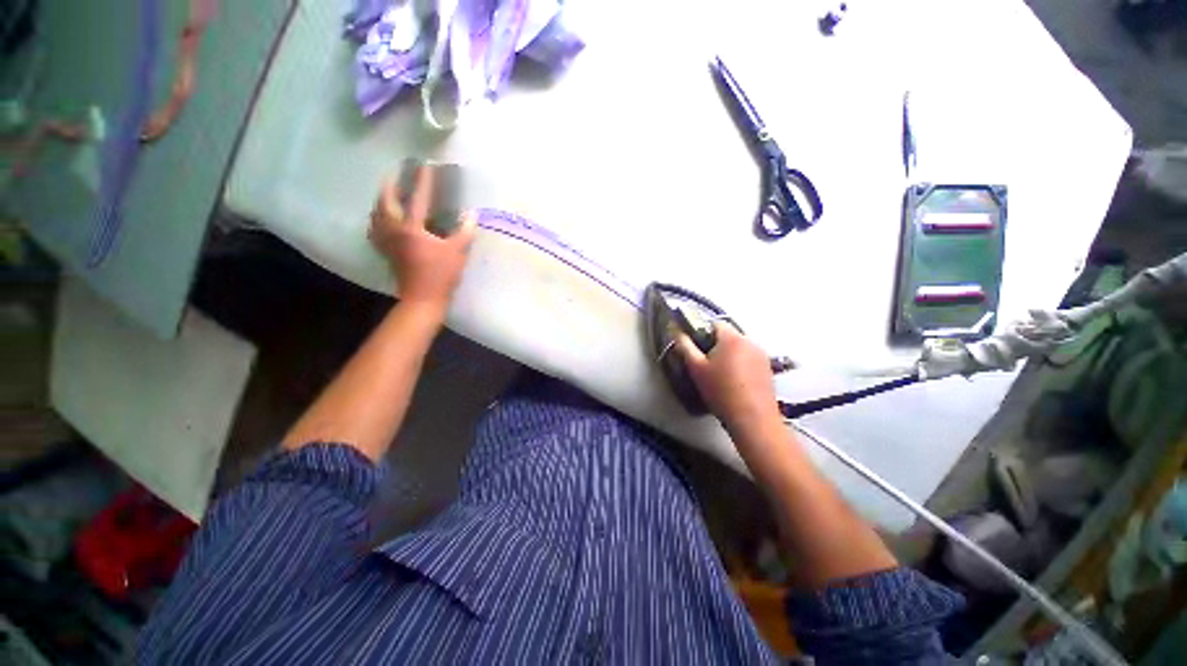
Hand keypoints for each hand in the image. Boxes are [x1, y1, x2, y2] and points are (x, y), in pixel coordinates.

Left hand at [369, 166, 476, 314]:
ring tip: (388, 194)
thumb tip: (471, 215)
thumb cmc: (441, 275)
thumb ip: (464, 232)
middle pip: (385, 202)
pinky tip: (382, 220)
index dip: (423, 182)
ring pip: (377, 214)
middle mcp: (395, 230)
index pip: (417, 199)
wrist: (423, 298)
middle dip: (390, 185)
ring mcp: (387, 241)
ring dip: (381, 201)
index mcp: (412, 229)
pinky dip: (377, 220)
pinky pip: (375, 230)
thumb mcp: (457, 252)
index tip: (426, 166)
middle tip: (395, 174)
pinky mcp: (386, 251)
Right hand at [675, 323, 783, 442]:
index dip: (701, 334)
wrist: (752, 419)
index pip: (714, 323)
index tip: (696, 351)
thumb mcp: (696, 368)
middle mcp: (750, 341)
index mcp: (732, 338)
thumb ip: (685, 346)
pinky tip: (735, 383)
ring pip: (739, 348)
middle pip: (727, 336)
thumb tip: (677, 332)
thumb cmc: (721, 391)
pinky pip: (749, 359)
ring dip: (728, 355)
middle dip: (715, 346)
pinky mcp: (769, 369)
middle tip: (706, 365)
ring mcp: (762, 355)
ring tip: (720, 376)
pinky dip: (740, 365)